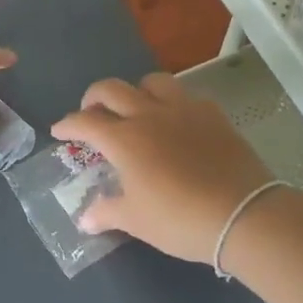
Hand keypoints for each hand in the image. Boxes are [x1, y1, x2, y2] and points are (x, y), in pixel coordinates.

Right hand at [52, 73, 277, 263]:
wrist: (242, 214)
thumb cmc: (179, 219)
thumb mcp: (136, 220)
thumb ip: (106, 212)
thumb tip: (84, 219)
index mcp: (124, 139)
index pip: (85, 122)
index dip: (67, 124)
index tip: (59, 131)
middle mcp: (148, 115)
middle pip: (111, 89)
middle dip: (94, 98)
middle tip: (91, 113)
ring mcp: (183, 110)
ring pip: (151, 82)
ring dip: (136, 91)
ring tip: (135, 109)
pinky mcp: (212, 114)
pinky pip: (186, 96)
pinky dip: (172, 103)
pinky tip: (176, 122)